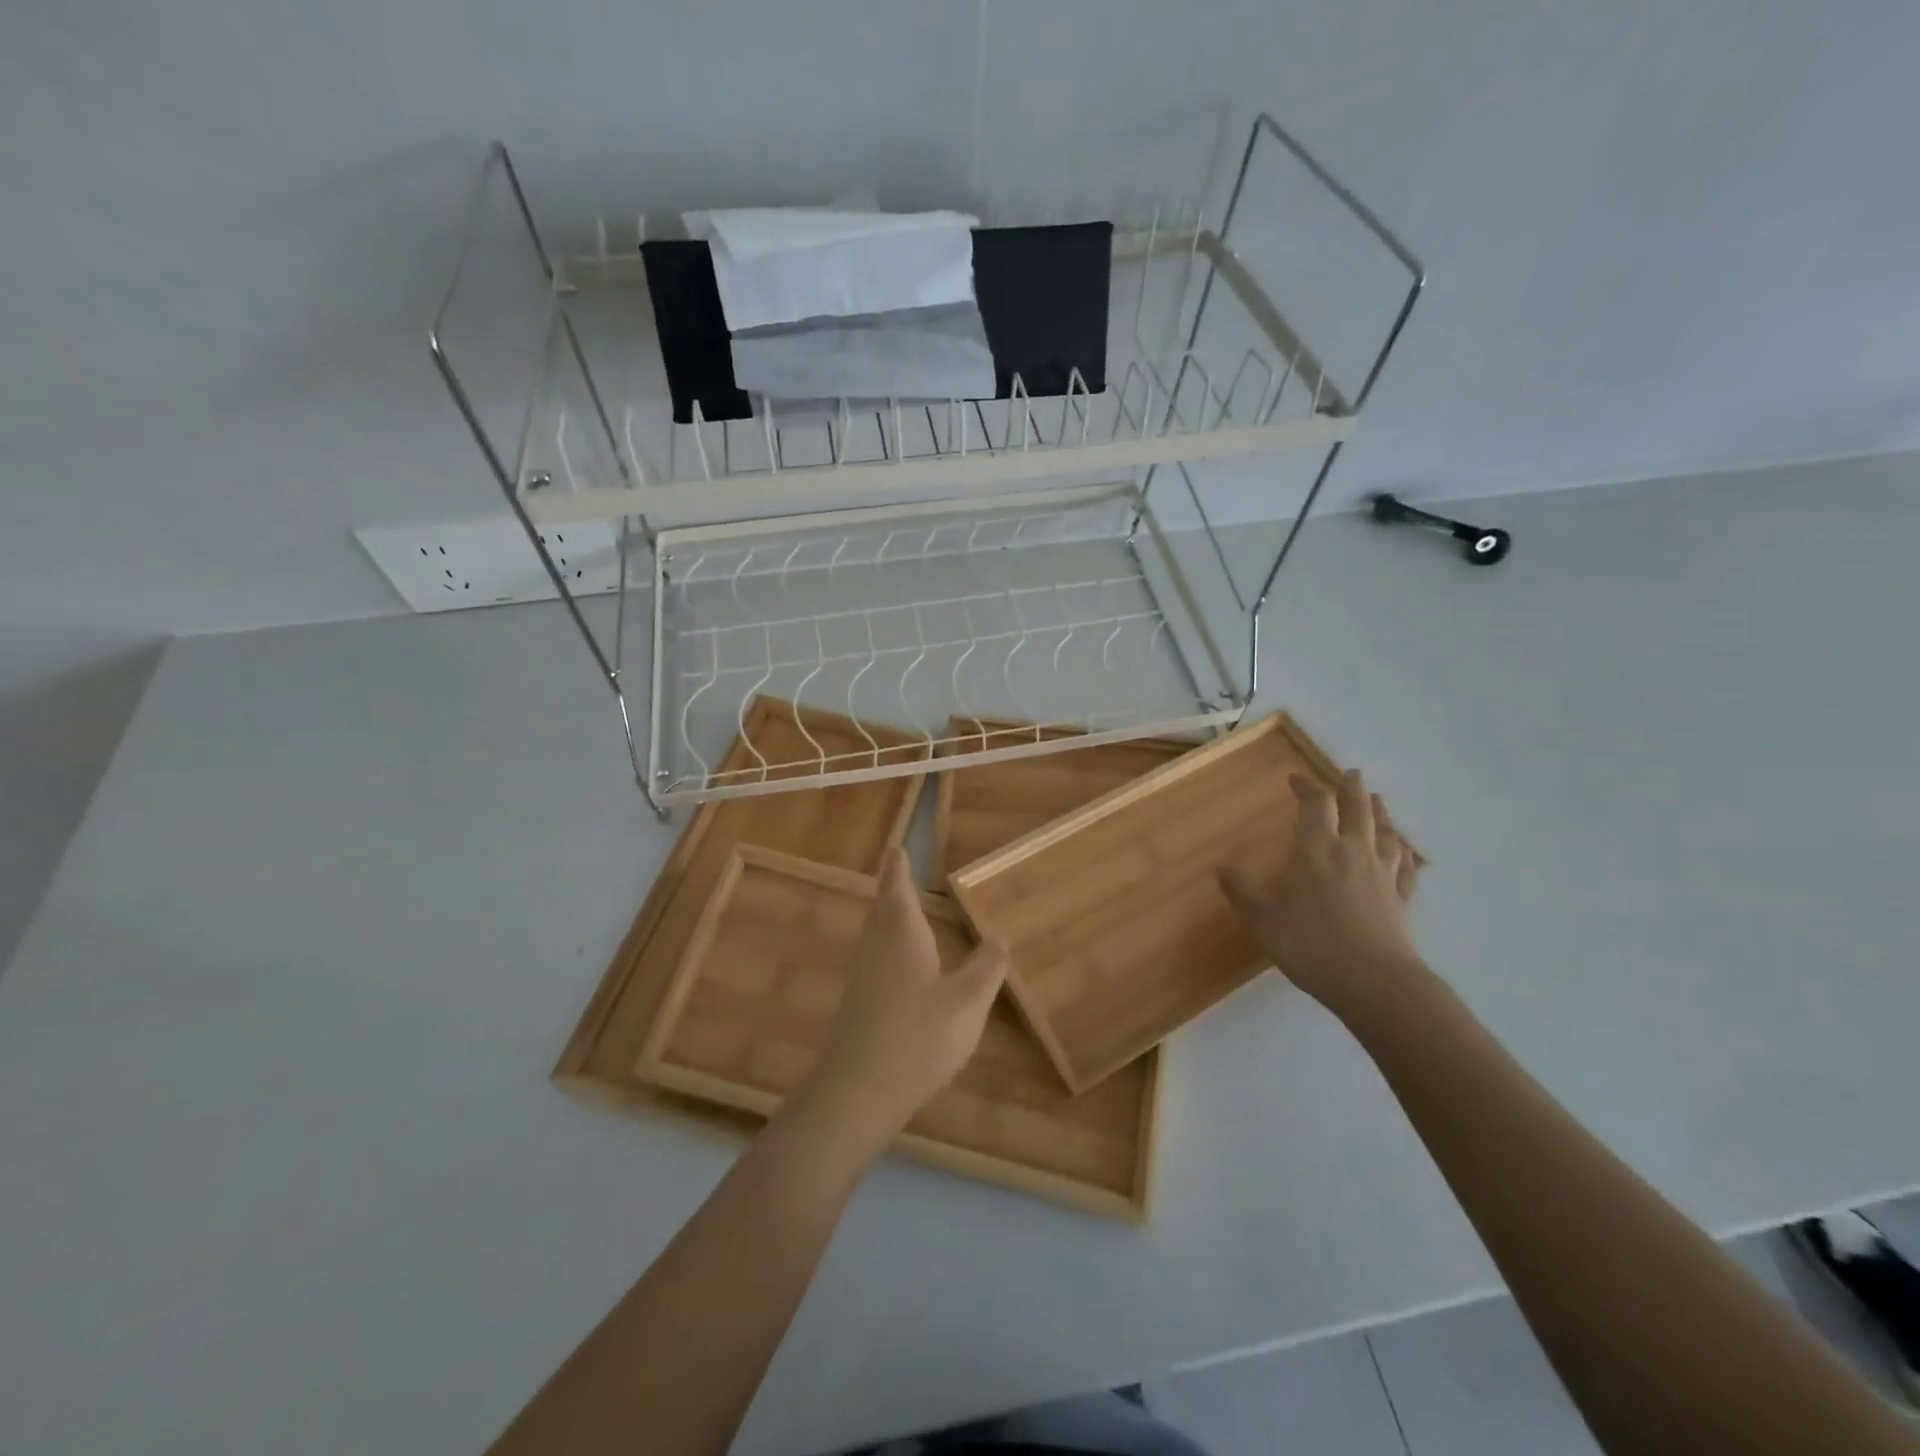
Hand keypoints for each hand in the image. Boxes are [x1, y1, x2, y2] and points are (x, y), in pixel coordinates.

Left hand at [806, 849, 1006, 1139]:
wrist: (858, 1092)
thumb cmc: (917, 1037)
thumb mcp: (967, 1003)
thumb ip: (986, 968)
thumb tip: (998, 936)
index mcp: (902, 936)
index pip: (897, 890)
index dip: (897, 869)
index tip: (896, 849)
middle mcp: (877, 948)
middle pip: (882, 908)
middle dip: (891, 889)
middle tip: (896, 871)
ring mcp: (863, 978)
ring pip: (875, 933)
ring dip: (887, 916)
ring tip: (901, 910)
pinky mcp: (858, 1004)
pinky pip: (875, 958)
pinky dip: (887, 946)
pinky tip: (900, 966)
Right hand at [1218, 769, 1424, 1023]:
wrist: (1375, 983)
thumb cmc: (1311, 944)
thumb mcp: (1263, 919)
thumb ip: (1242, 890)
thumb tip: (1222, 865)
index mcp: (1316, 850)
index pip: (1315, 806)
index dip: (1307, 788)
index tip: (1296, 779)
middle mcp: (1352, 852)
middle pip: (1356, 810)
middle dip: (1351, 789)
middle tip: (1351, 773)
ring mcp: (1383, 875)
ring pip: (1385, 834)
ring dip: (1381, 813)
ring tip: (1378, 801)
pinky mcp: (1403, 900)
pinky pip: (1407, 868)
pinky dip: (1404, 854)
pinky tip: (1404, 852)